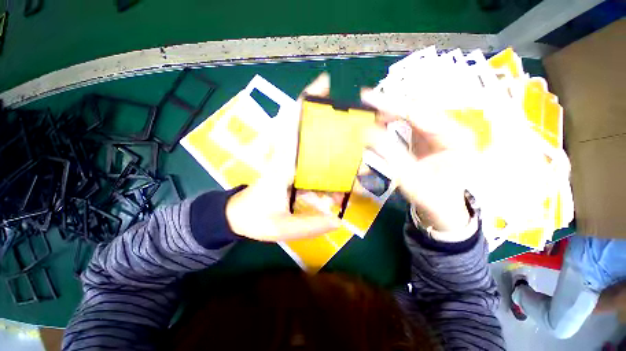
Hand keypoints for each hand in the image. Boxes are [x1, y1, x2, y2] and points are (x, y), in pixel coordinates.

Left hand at [225, 74, 340, 241]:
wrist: (238, 217)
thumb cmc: (255, 219)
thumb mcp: (281, 227)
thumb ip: (310, 225)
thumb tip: (339, 219)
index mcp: (281, 166)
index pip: (293, 128)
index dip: (306, 104)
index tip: (324, 83)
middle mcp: (286, 158)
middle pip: (306, 129)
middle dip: (328, 118)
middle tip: (355, 121)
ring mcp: (289, 162)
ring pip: (310, 144)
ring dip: (331, 142)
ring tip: (355, 154)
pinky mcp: (291, 169)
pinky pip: (311, 161)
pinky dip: (326, 163)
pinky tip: (339, 178)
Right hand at [361, 89, 471, 232]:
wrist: (446, 208)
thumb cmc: (432, 197)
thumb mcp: (410, 177)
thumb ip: (389, 152)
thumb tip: (366, 132)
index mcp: (454, 136)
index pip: (418, 112)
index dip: (390, 103)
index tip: (366, 96)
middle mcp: (451, 128)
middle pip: (417, 108)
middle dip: (390, 106)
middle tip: (366, 106)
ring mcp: (442, 132)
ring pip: (413, 113)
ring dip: (391, 113)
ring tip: (372, 117)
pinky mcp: (432, 138)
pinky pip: (411, 122)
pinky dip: (394, 121)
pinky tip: (383, 123)